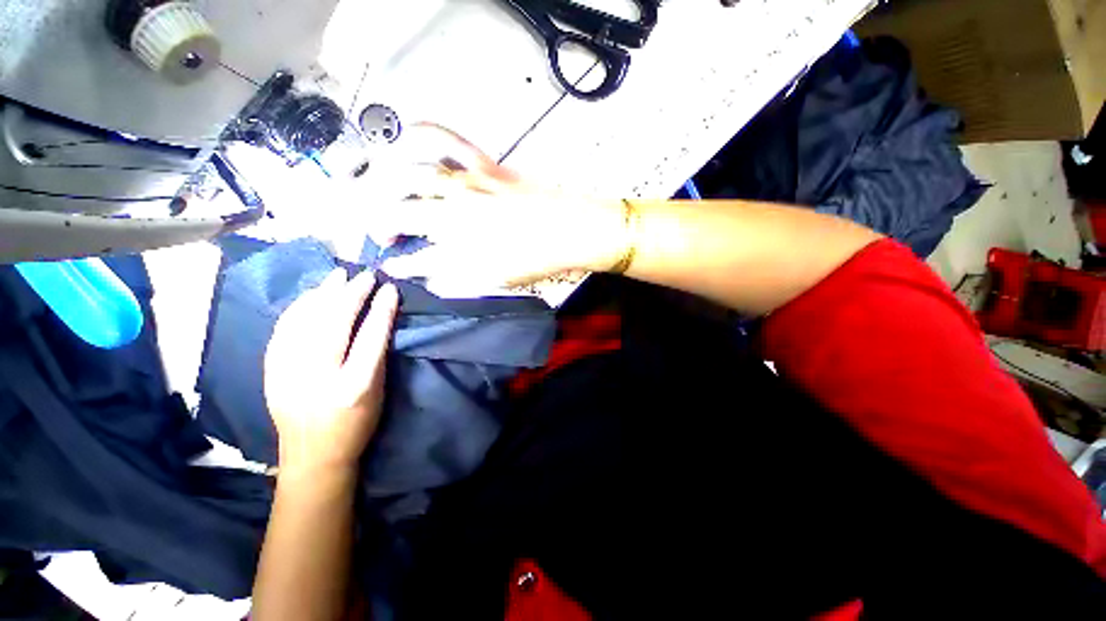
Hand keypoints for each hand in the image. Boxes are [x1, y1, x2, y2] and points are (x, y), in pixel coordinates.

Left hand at [263, 270, 398, 473]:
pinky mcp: (270, 372)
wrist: (312, 456)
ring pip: (304, 322)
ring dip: (323, 294)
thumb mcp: (377, 392)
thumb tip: (378, 319)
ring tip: (337, 275)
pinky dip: (298, 308)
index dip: (381, 310)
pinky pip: (283, 330)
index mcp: (354, 386)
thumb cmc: (355, 424)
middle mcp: (318, 377)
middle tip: (364, 275)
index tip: (389, 288)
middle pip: (334, 325)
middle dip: (351, 294)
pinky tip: (310, 296)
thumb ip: (377, 356)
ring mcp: (288, 373)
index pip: (371, 338)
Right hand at [368, 124, 629, 288]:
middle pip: (397, 212)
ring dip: (385, 185)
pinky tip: (408, 131)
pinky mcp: (485, 166)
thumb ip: (459, 280)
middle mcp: (454, 214)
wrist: (572, 229)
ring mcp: (468, 185)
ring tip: (383, 195)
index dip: (399, 264)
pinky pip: (448, 140)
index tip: (392, 266)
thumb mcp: (499, 280)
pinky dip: (424, 131)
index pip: (414, 257)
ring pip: (409, 175)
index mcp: (460, 247)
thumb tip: (430, 279)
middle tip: (382, 235)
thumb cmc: (539, 259)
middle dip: (378, 224)